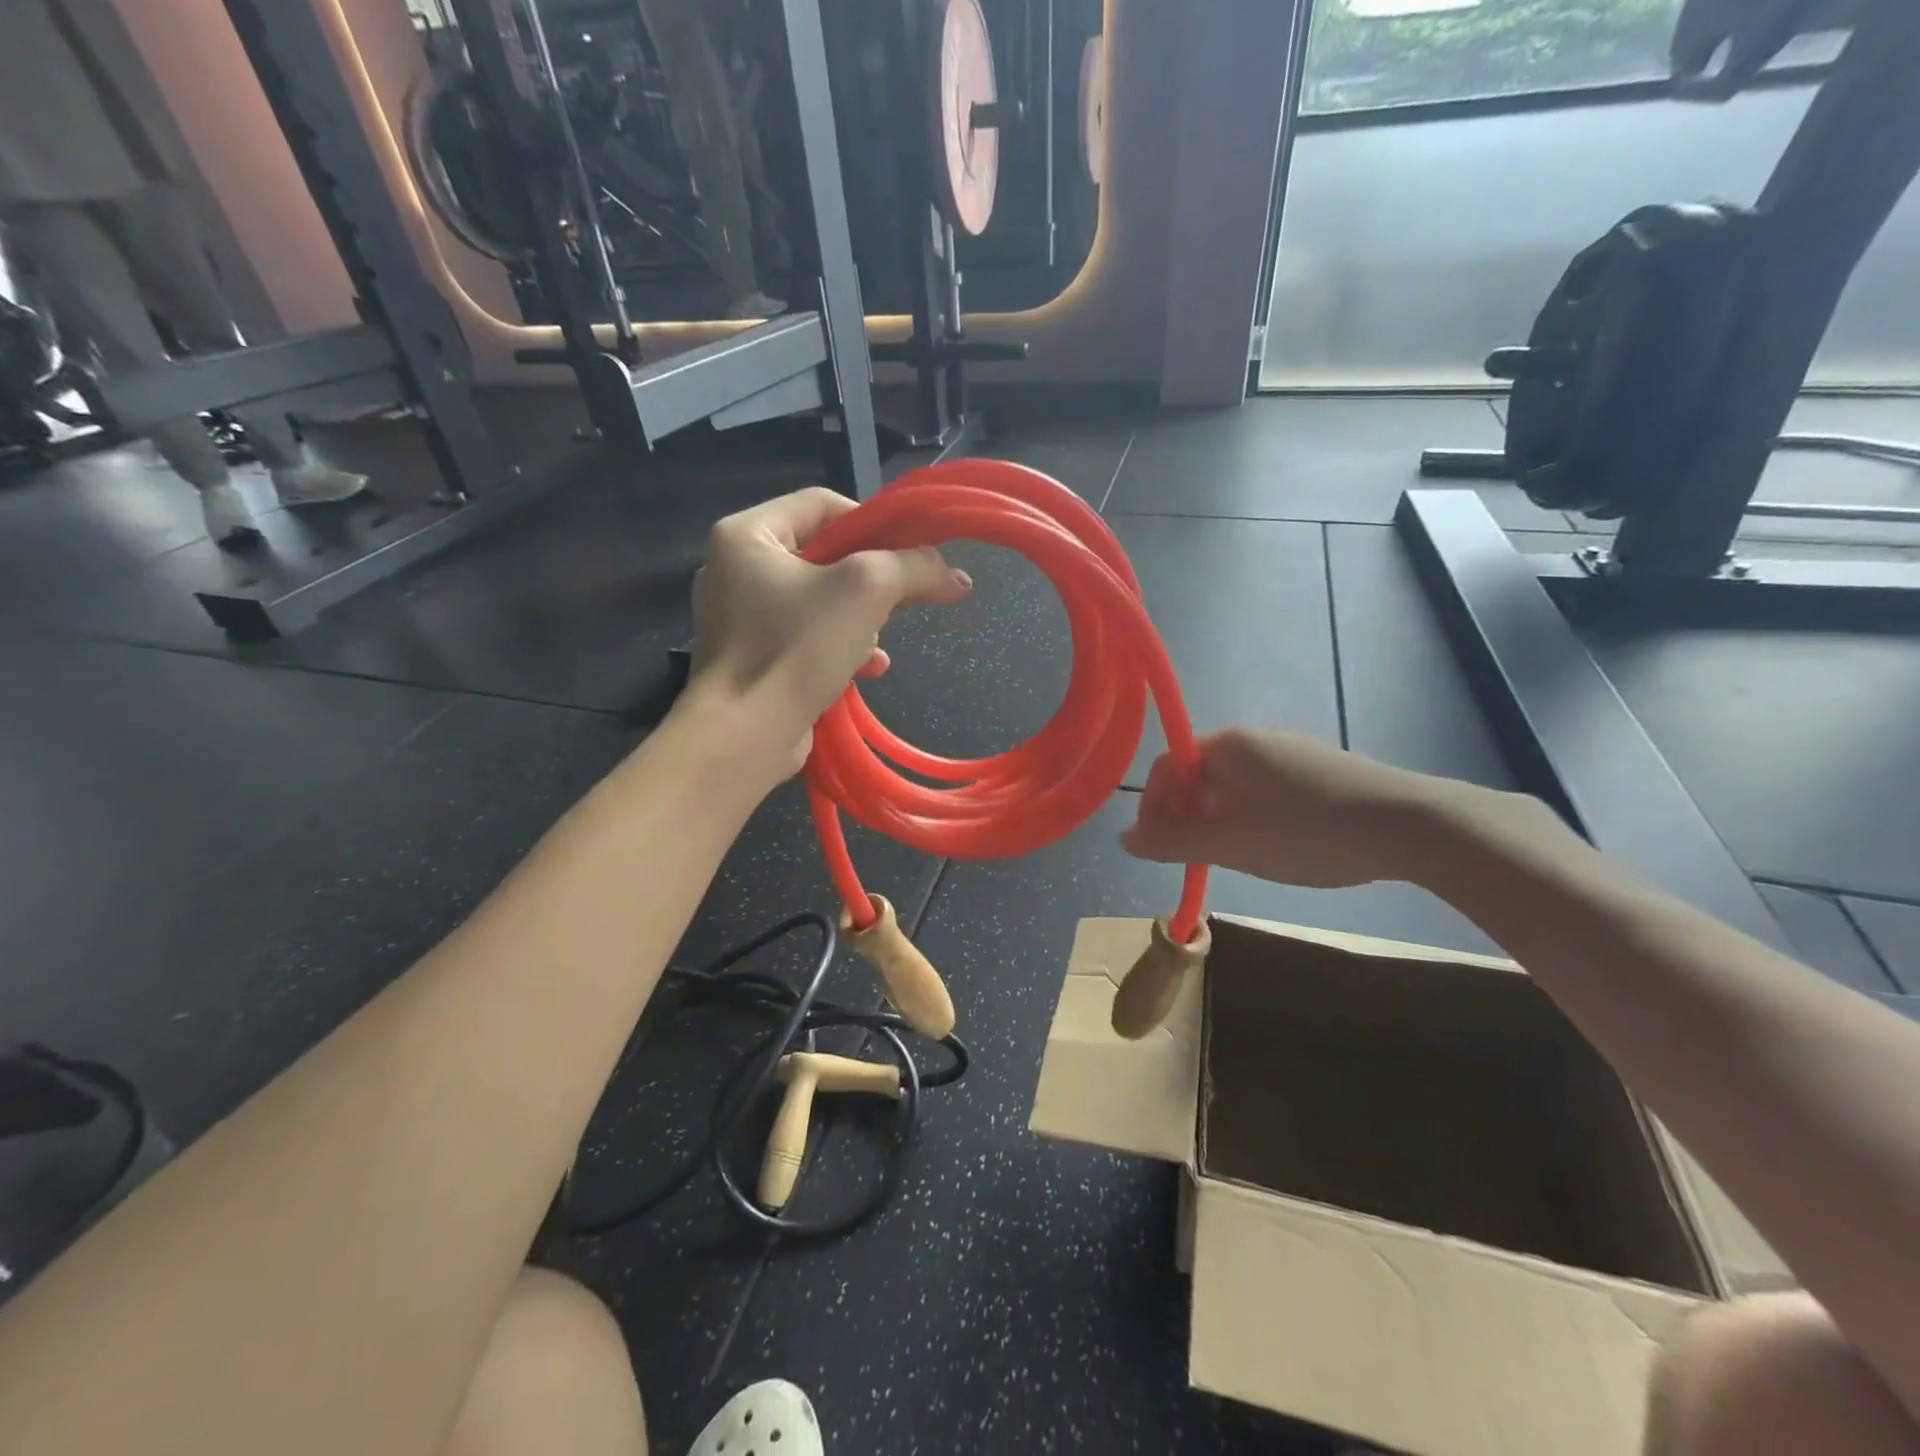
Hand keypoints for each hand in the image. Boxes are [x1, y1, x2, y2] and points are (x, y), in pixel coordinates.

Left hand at [688, 487, 970, 772]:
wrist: (745, 735)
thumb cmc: (797, 647)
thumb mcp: (866, 590)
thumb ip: (914, 567)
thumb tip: (956, 576)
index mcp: (747, 534)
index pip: (823, 504)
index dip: (873, 523)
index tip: (909, 553)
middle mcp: (736, 568)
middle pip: (825, 555)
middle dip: (870, 583)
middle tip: (899, 602)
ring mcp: (741, 617)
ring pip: (821, 601)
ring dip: (861, 621)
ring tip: (877, 645)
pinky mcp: (753, 658)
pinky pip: (807, 637)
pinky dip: (840, 648)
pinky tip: (868, 669)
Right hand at [1122, 728, 1453, 888]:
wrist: (1410, 825)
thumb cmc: (1307, 831)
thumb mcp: (1232, 843)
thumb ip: (1173, 842)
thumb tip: (1124, 839)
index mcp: (1226, 745)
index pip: (1166, 767)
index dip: (1152, 807)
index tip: (1157, 847)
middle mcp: (1253, 739)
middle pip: (1198, 775)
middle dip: (1185, 816)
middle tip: (1193, 856)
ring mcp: (1289, 752)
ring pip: (1232, 785)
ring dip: (1217, 819)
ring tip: (1233, 856)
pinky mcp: (1317, 770)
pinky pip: (1263, 789)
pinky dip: (1250, 816)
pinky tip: (1274, 845)